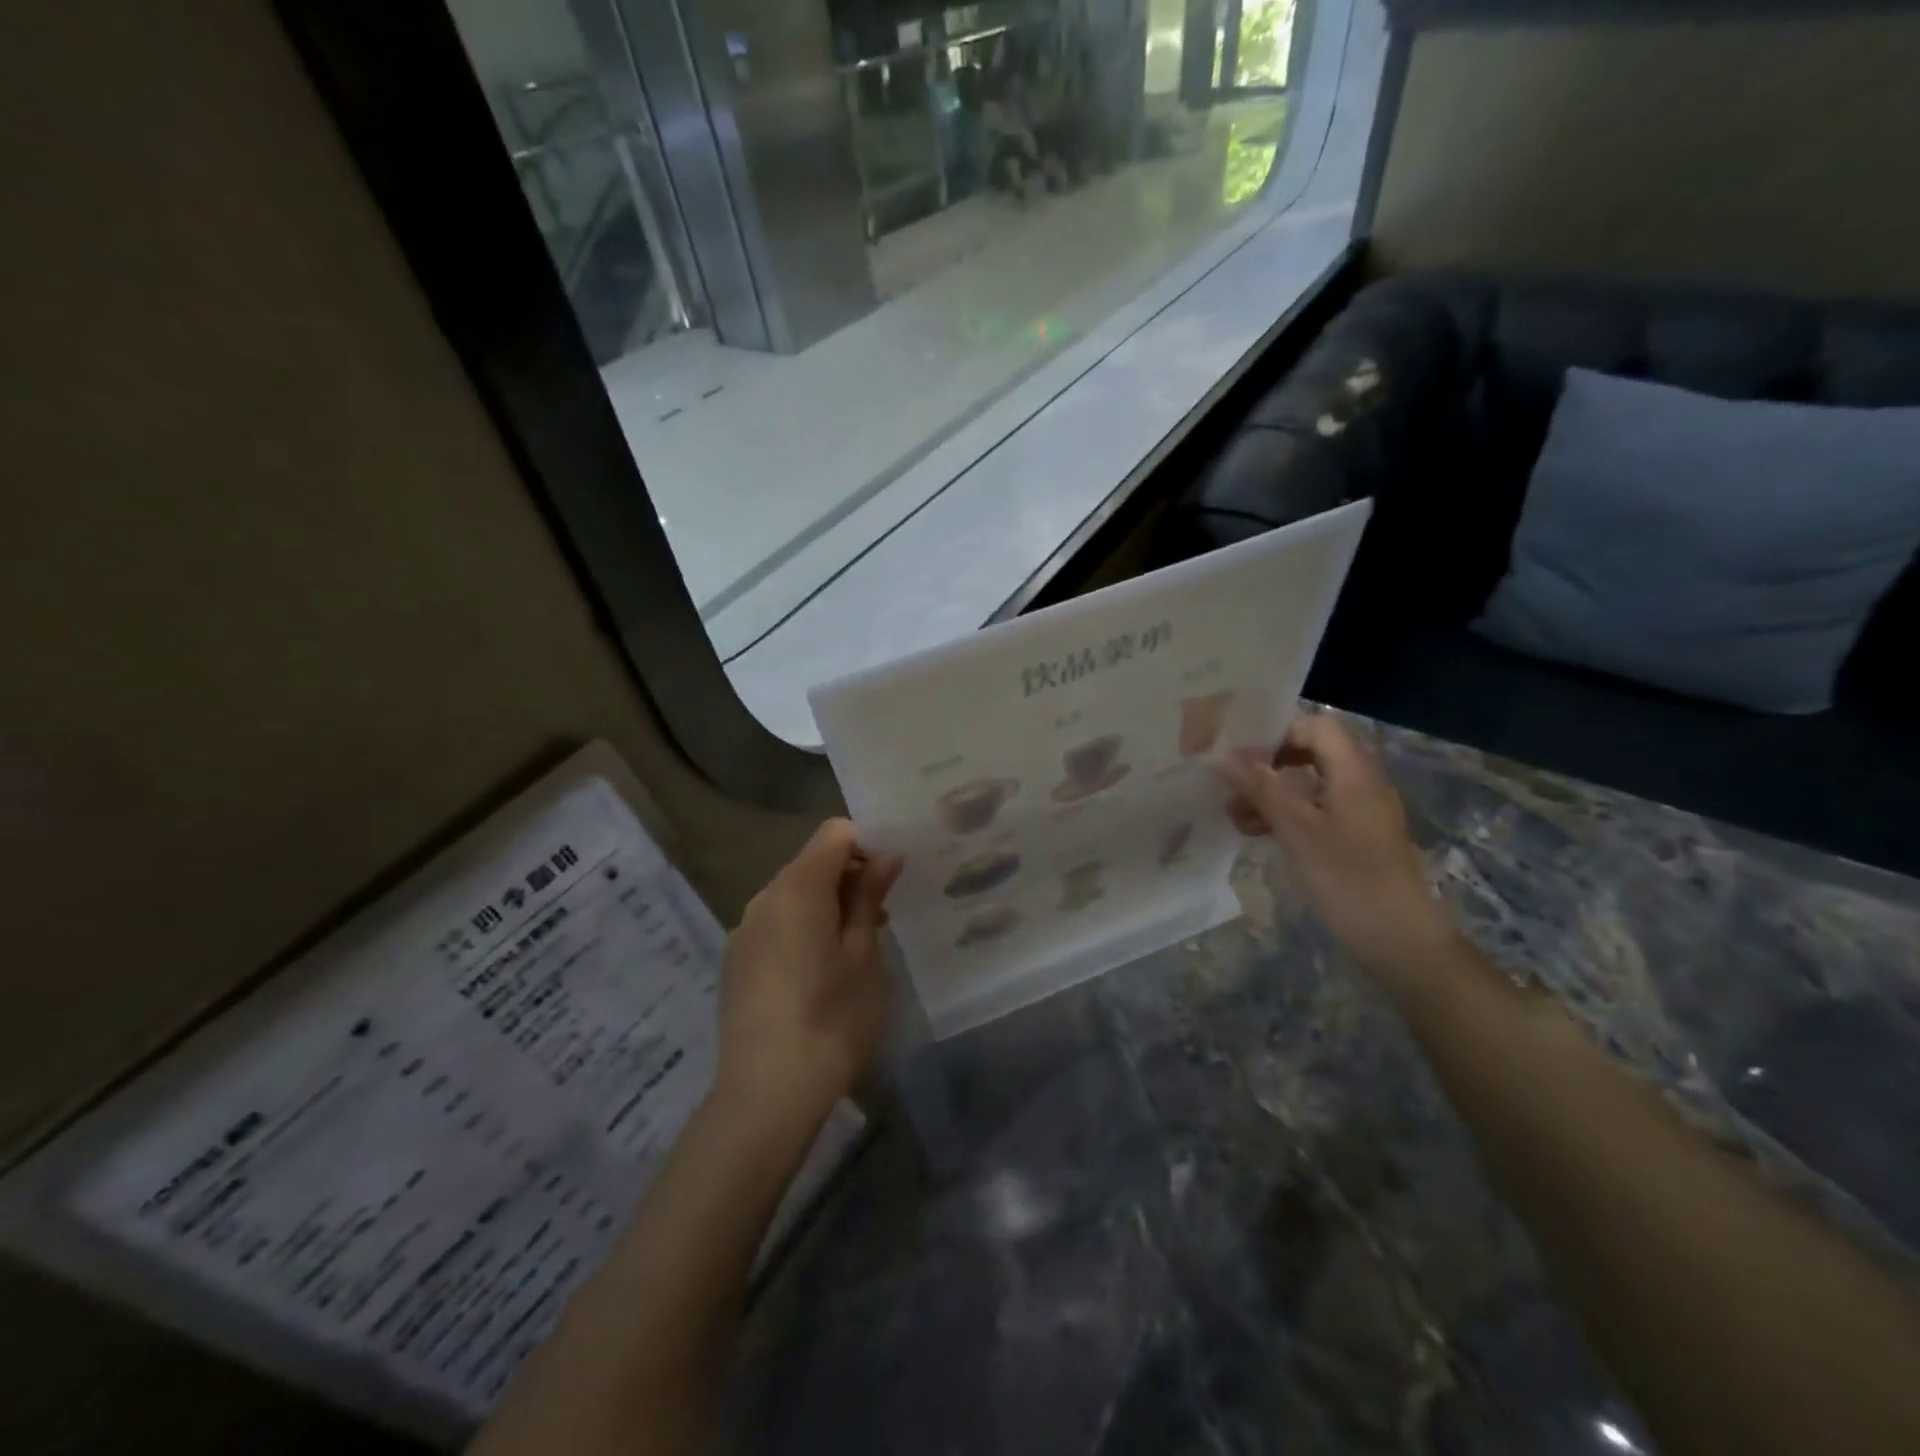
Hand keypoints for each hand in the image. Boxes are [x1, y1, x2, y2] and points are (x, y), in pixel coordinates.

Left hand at [712, 820, 901, 1146]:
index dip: (868, 845)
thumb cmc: (832, 1019)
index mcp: (797, 889)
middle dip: (850, 878)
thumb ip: (869, 897)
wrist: (766, 1095)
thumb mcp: (864, 955)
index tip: (891, 880)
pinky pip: (776, 924)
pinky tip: (821, 973)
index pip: (834, 834)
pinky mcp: (736, 962)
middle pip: (812, 863)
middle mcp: (763, 898)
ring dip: (828, 906)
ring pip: (793, 895)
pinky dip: (804, 929)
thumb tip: (884, 856)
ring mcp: (744, 931)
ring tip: (856, 949)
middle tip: (882, 920)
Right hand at [1216, 711, 1454, 975]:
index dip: (1279, 733)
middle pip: (1311, 754)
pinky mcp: (1355, 838)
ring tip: (1234, 816)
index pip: (1317, 726)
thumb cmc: (1347, 876)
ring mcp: (1359, 813)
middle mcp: (1361, 784)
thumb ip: (1259, 788)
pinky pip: (1315, 811)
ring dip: (1271, 794)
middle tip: (1232, 785)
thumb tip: (1221, 756)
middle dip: (1268, 766)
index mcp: (1354, 772)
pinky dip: (1285, 815)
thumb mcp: (1296, 829)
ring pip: (1309, 785)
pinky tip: (1256, 833)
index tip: (1243, 757)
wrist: (1398, 939)